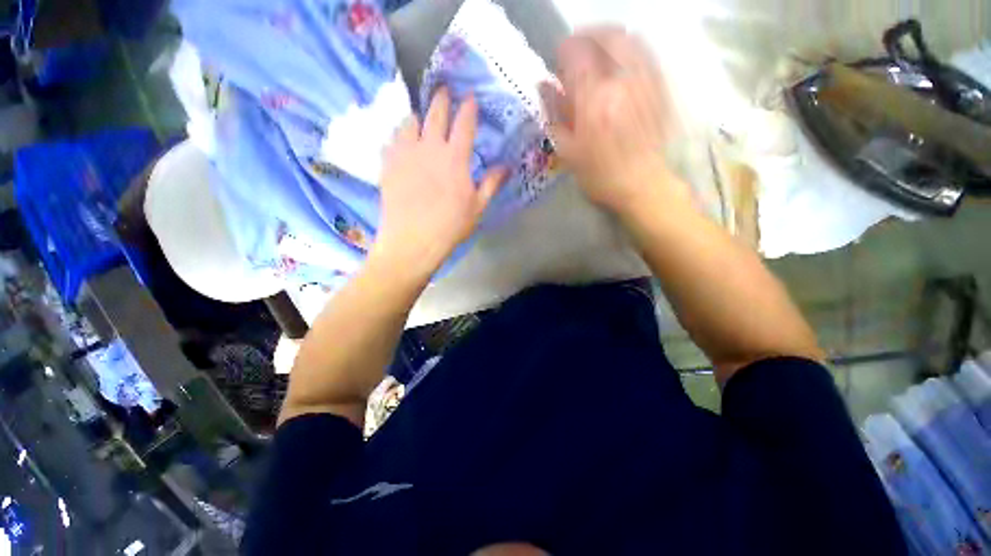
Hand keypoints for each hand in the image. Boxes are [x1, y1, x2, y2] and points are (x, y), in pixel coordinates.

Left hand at [371, 88, 507, 280]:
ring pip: (409, 121)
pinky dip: (399, 136)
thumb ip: (492, 183)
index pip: (464, 123)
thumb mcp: (477, 207)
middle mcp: (429, 147)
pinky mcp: (388, 164)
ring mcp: (405, 153)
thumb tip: (507, 167)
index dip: (468, 107)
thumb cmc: (450, 226)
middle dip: (442, 98)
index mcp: (455, 158)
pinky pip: (392, 140)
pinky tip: (402, 143)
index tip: (470, 97)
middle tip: (444, 91)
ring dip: (418, 117)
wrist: (413, 240)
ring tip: (421, 120)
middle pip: (435, 112)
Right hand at [540, 27, 683, 216]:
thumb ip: (553, 114)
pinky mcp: (659, 86)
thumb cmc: (598, 174)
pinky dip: (628, 47)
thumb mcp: (567, 150)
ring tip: (596, 53)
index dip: (563, 51)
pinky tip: (618, 62)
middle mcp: (621, 80)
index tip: (557, 61)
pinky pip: (645, 52)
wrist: (641, 184)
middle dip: (586, 36)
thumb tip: (542, 85)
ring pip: (628, 38)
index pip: (576, 52)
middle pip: (605, 35)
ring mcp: (645, 80)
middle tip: (576, 50)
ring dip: (607, 38)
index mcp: (593, 99)